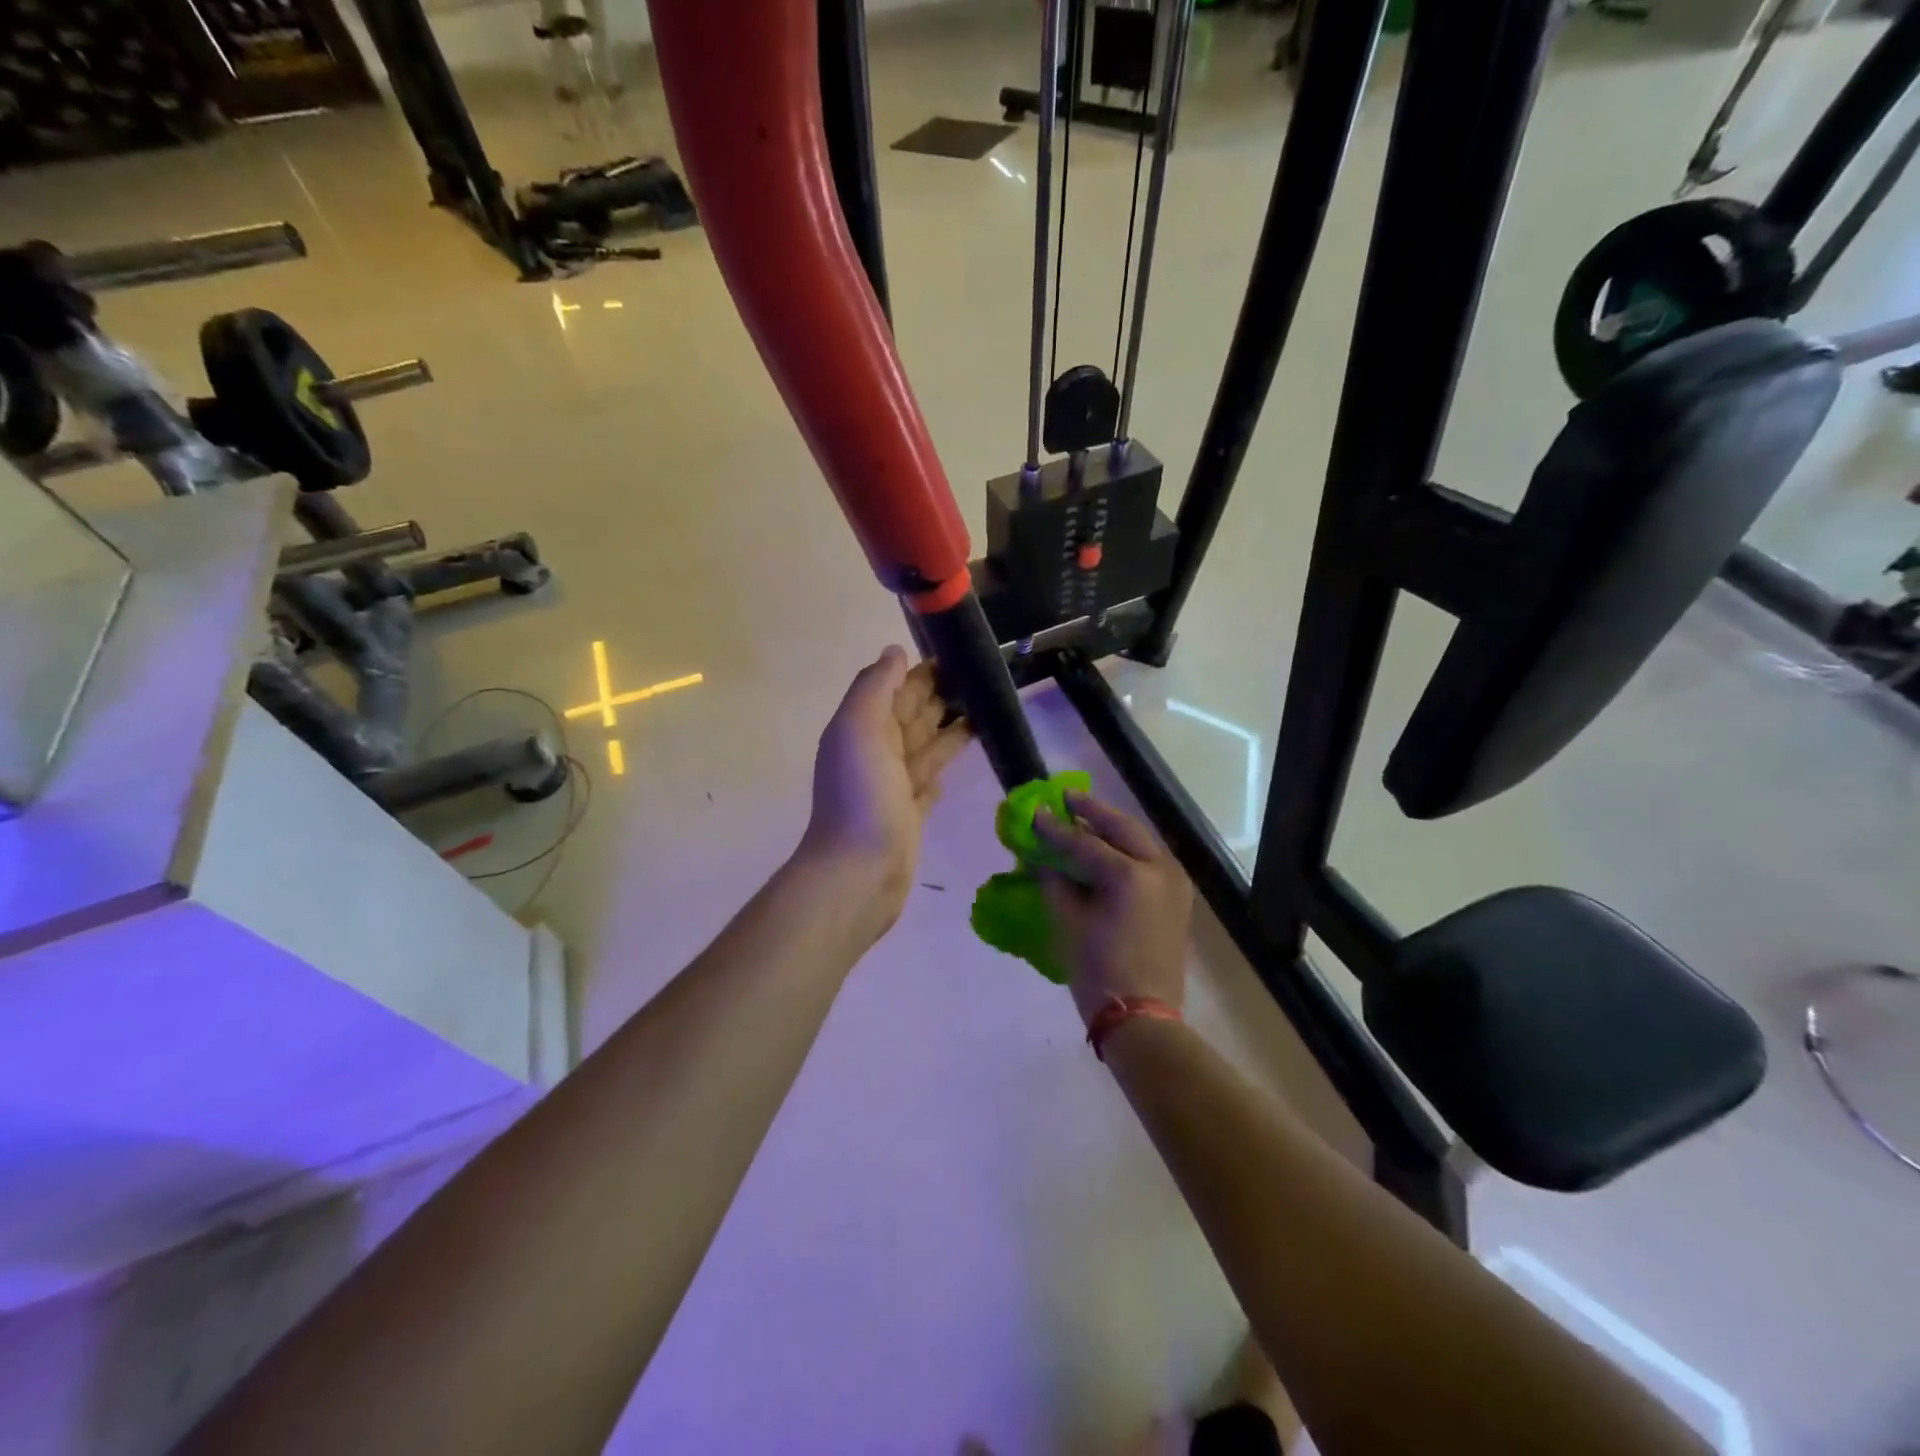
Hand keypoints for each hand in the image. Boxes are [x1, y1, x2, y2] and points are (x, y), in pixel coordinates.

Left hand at [799, 645, 971, 931]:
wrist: (859, 871)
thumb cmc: (860, 794)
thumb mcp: (859, 728)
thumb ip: (875, 687)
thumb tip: (895, 651)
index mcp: (862, 728)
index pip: (894, 689)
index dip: (921, 671)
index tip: (959, 653)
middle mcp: (878, 752)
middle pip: (912, 714)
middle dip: (941, 694)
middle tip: (982, 676)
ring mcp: (895, 784)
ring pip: (927, 744)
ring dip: (951, 726)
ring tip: (987, 706)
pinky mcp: (913, 812)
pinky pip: (931, 778)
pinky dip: (944, 762)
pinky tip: (963, 753)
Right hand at [1034, 792, 1194, 1026]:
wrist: (1142, 1018)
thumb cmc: (1099, 971)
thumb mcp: (1069, 922)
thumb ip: (1055, 881)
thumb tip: (1042, 856)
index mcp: (1131, 875)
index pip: (1084, 843)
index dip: (1055, 828)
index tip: (1034, 812)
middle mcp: (1159, 869)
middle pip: (1122, 829)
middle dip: (1093, 812)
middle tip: (1066, 799)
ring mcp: (1174, 883)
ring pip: (1141, 840)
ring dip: (1112, 827)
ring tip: (1084, 818)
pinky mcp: (1177, 898)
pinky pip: (1150, 859)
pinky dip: (1127, 848)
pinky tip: (1107, 848)